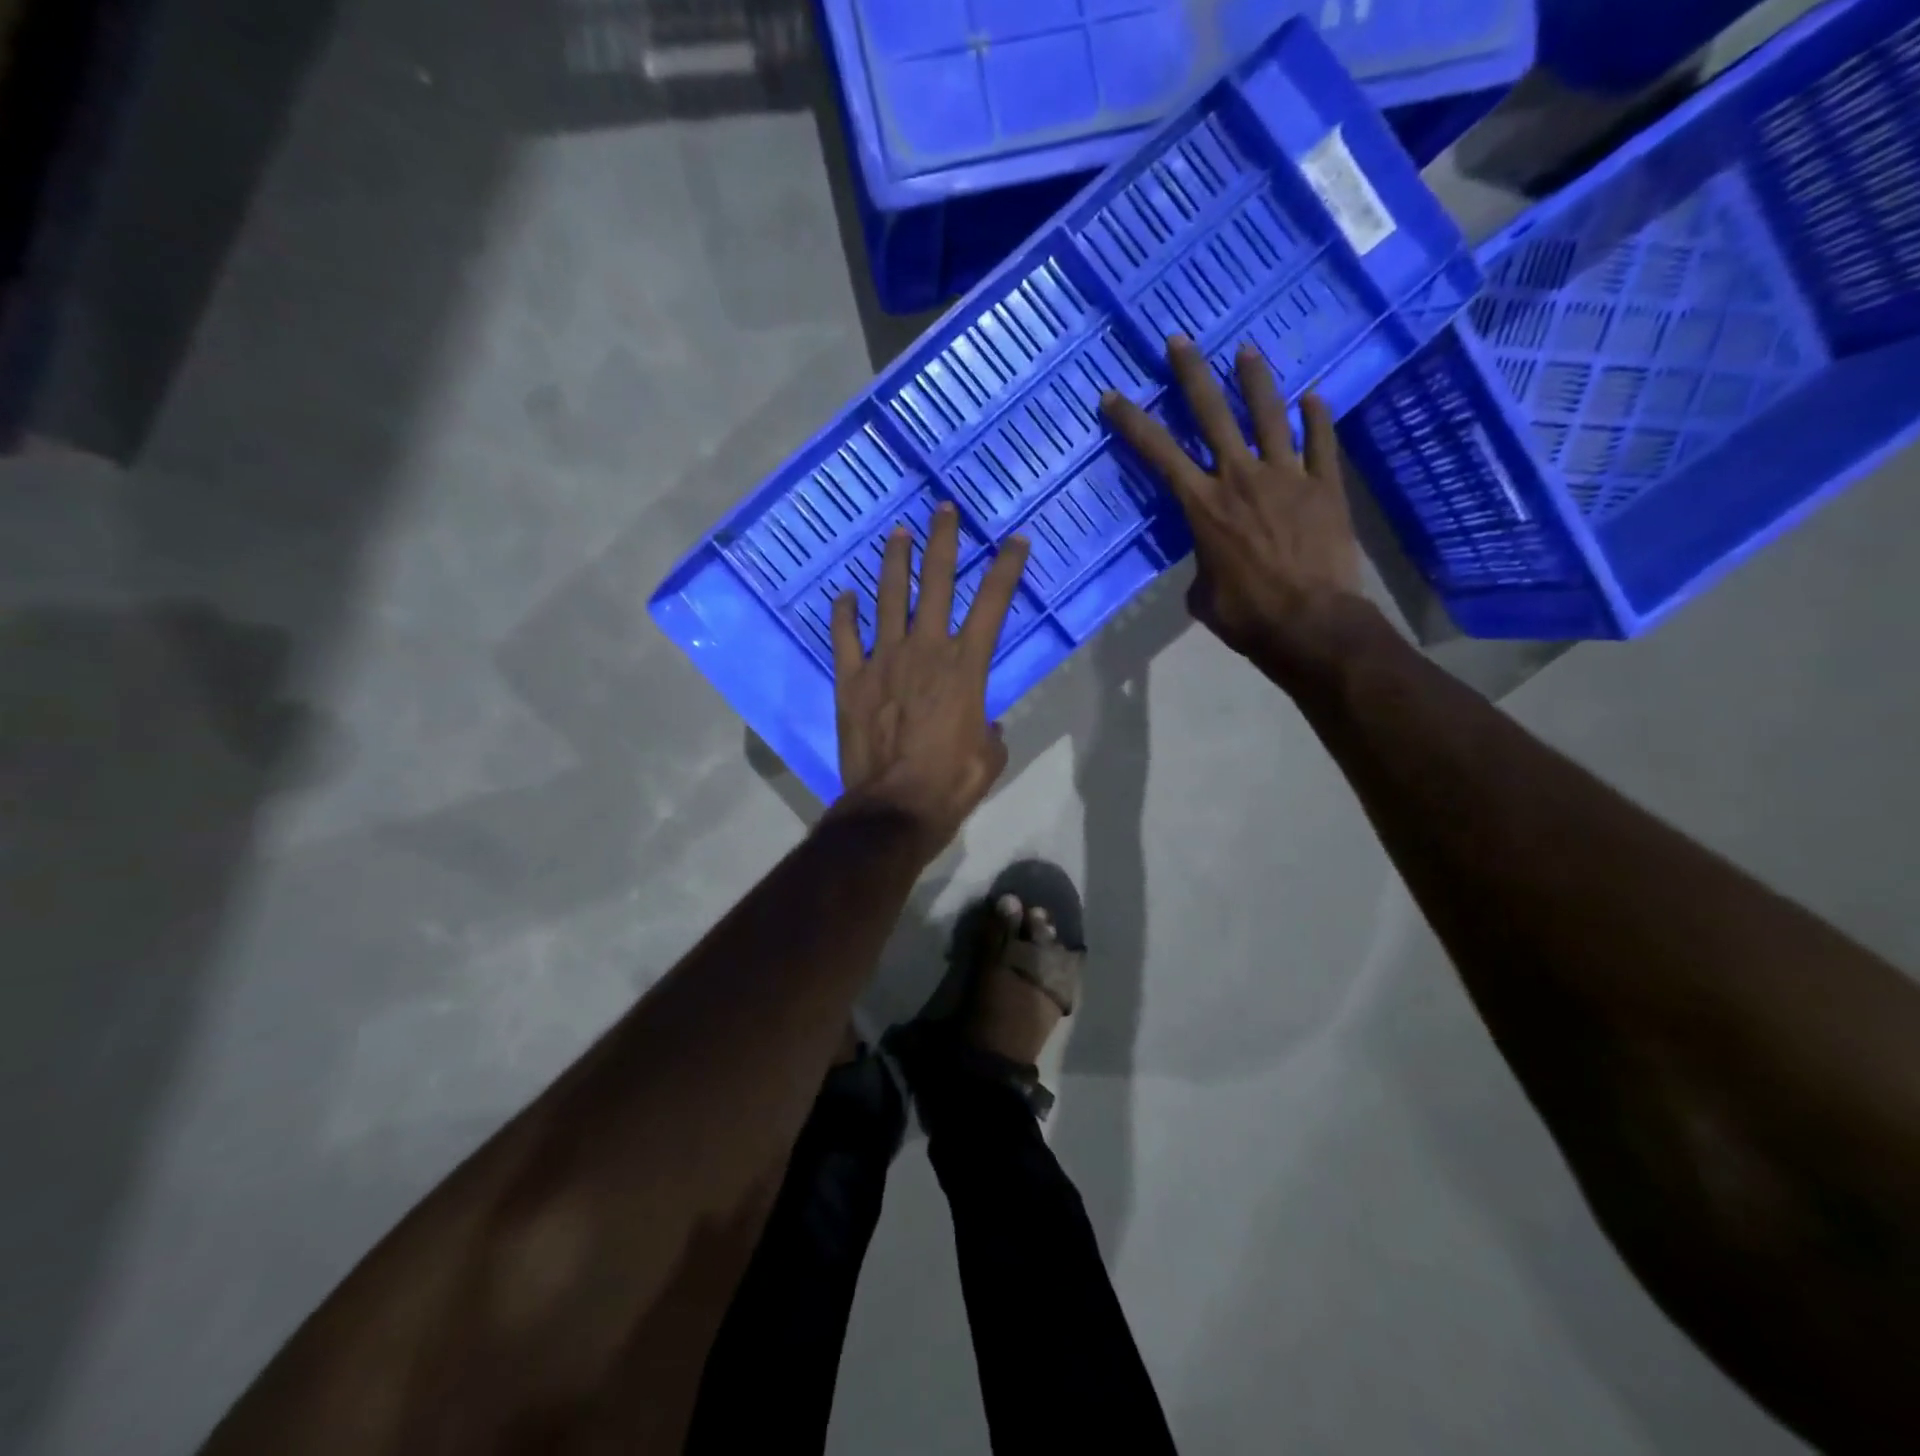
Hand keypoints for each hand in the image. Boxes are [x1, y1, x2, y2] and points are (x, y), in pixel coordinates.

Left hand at [829, 504, 1028, 858]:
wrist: (894, 807)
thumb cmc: (950, 784)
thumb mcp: (989, 756)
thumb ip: (990, 730)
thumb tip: (985, 724)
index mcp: (966, 667)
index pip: (993, 604)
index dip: (1007, 569)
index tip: (1015, 540)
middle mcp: (926, 651)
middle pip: (937, 583)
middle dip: (943, 542)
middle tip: (943, 510)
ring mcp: (883, 661)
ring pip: (890, 598)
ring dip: (895, 562)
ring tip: (898, 532)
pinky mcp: (850, 680)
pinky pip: (845, 637)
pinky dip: (844, 614)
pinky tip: (846, 595)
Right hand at [1102, 336, 1372, 683]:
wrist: (1312, 625)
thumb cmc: (1247, 617)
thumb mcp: (1203, 596)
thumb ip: (1202, 565)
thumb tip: (1211, 561)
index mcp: (1203, 506)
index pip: (1159, 454)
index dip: (1133, 422)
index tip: (1113, 395)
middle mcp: (1241, 478)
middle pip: (1212, 414)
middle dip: (1191, 374)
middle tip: (1179, 340)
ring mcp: (1288, 476)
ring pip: (1269, 415)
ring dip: (1255, 380)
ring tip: (1246, 350)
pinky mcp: (1326, 486)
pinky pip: (1322, 442)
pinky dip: (1317, 419)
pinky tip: (1313, 399)